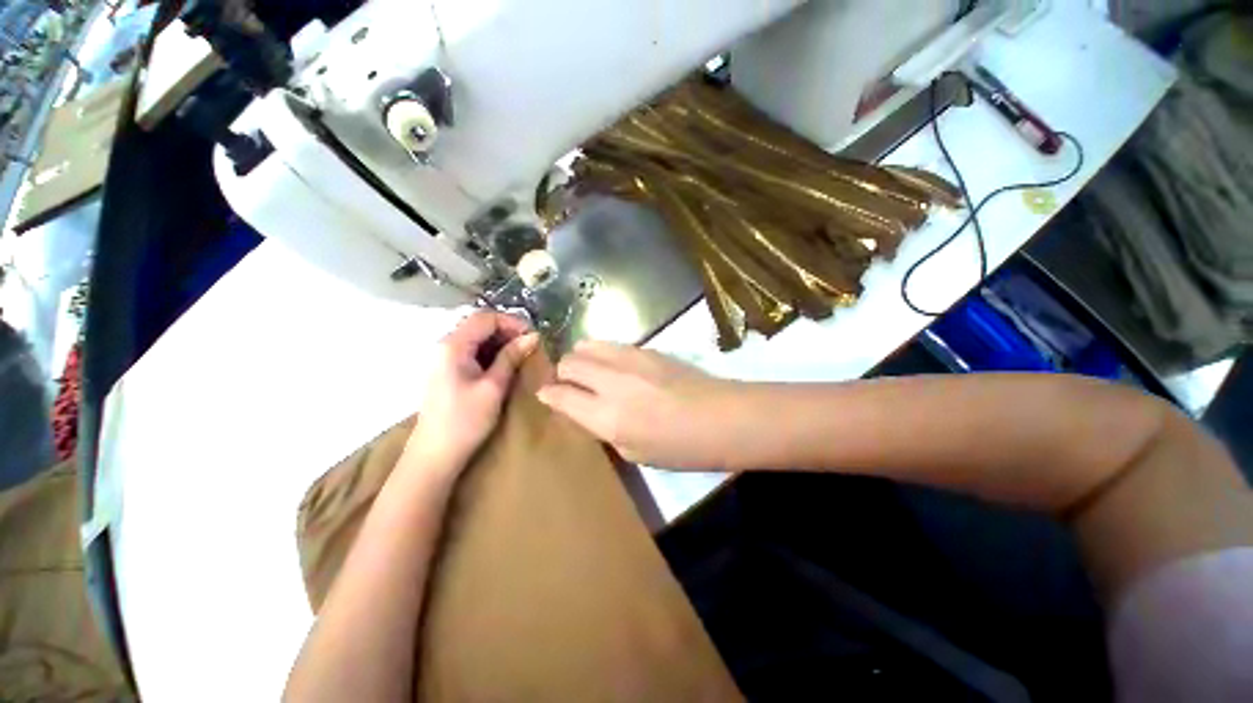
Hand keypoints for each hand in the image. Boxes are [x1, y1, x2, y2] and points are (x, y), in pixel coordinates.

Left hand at [405, 311, 538, 472]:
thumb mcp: (493, 387)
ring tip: (521, 355)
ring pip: (476, 337)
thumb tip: (533, 336)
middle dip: (507, 330)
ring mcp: (443, 358)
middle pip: (479, 324)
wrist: (435, 455)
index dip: (512, 322)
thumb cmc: (466, 421)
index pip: (485, 317)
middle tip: (530, 346)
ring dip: (501, 342)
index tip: (533, 336)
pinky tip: (505, 365)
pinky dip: (491, 353)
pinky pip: (472, 351)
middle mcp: (445, 345)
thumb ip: (511, 357)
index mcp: (453, 346)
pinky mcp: (447, 370)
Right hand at [537, 341, 742, 468]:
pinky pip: (611, 344)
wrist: (722, 417)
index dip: (548, 394)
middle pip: (569, 362)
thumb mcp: (633, 452)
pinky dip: (602, 353)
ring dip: (580, 358)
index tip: (546, 394)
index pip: (561, 395)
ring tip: (589, 371)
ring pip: (587, 345)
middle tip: (569, 384)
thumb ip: (602, 427)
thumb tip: (582, 408)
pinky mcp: (646, 348)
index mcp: (607, 417)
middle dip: (562, 373)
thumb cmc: (680, 447)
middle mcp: (613, 382)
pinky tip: (613, 366)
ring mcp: (630, 359)